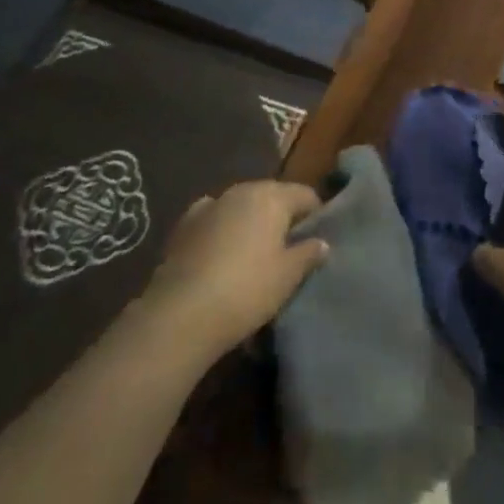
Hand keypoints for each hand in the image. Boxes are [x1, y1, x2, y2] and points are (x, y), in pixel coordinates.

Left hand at [140, 181, 328, 358]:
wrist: (181, 314)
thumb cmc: (246, 291)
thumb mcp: (287, 277)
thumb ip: (308, 254)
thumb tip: (322, 242)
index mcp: (272, 196)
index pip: (305, 195)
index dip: (316, 215)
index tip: (318, 239)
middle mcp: (243, 190)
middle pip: (273, 196)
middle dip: (283, 216)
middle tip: (289, 248)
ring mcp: (211, 204)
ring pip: (242, 205)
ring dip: (251, 221)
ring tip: (254, 253)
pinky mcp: (185, 224)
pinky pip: (214, 217)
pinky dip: (222, 227)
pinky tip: (220, 249)